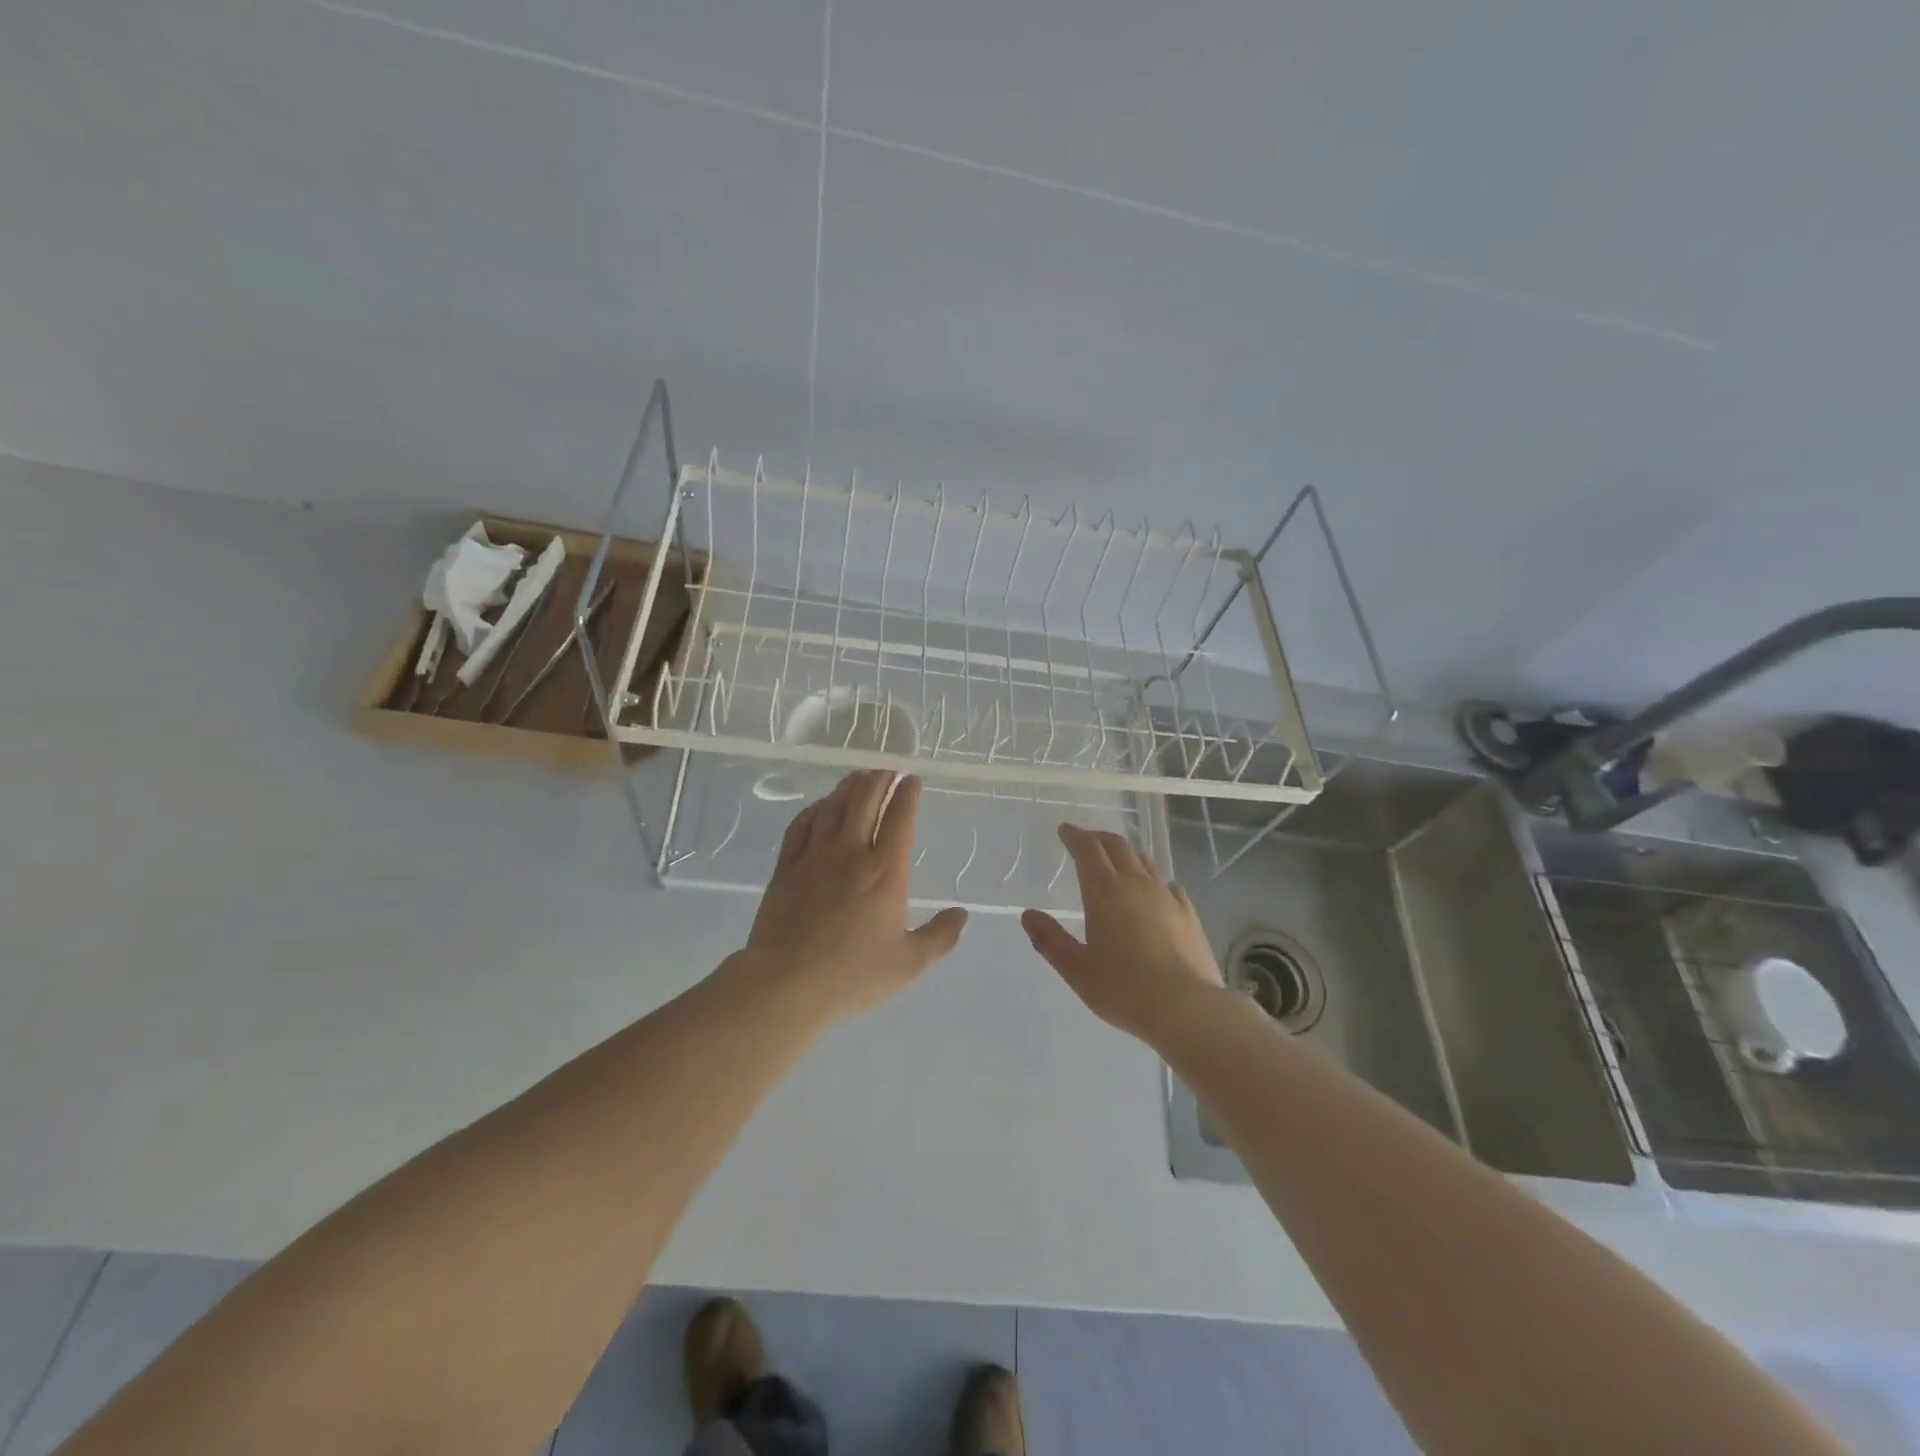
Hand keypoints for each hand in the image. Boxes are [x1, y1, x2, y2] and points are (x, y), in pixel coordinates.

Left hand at [735, 771, 967, 1024]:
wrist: (786, 984)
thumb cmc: (853, 975)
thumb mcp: (908, 963)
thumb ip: (939, 936)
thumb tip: (961, 914)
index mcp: (886, 872)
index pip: (900, 818)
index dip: (907, 794)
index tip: (912, 780)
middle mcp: (851, 853)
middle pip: (865, 800)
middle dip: (879, 779)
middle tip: (887, 771)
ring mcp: (815, 857)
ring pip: (833, 807)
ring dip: (849, 787)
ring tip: (859, 778)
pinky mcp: (786, 867)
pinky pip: (801, 825)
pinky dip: (815, 809)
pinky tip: (820, 806)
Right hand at [1021, 824, 1222, 1041]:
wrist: (1186, 1007)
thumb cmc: (1123, 989)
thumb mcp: (1076, 969)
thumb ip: (1050, 940)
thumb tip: (1028, 915)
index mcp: (1104, 892)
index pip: (1087, 850)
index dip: (1075, 836)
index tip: (1065, 830)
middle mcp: (1136, 884)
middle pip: (1117, 846)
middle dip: (1098, 838)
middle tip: (1086, 840)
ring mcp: (1166, 896)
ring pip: (1143, 861)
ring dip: (1126, 854)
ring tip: (1116, 860)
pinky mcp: (1188, 913)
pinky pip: (1168, 883)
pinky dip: (1153, 878)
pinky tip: (1154, 890)